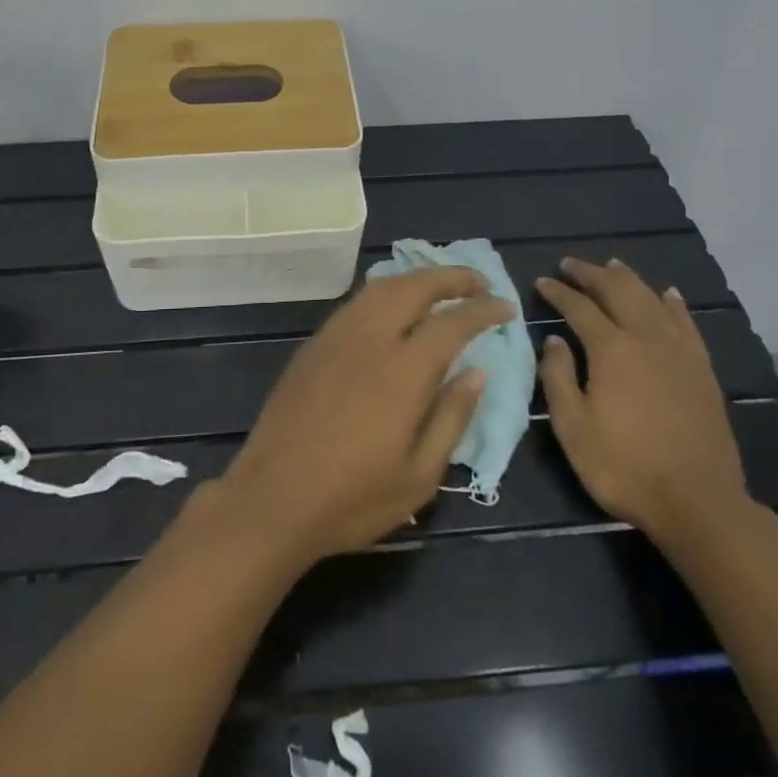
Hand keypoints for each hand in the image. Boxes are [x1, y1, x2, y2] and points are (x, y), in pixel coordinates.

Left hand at [219, 267, 510, 566]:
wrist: (272, 498)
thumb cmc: (352, 499)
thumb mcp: (419, 477)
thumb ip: (451, 417)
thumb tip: (477, 372)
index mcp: (402, 373)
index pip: (451, 323)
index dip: (482, 310)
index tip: (506, 308)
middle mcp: (369, 340)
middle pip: (414, 287)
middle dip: (451, 277)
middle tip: (479, 282)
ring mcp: (336, 337)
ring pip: (381, 287)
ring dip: (417, 278)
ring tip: (441, 286)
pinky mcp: (314, 344)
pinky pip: (357, 302)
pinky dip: (385, 291)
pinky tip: (394, 305)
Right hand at [535, 256, 749, 541]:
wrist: (699, 503)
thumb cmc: (624, 467)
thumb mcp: (573, 427)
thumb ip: (558, 377)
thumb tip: (554, 340)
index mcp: (611, 350)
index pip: (579, 307)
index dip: (558, 292)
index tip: (543, 281)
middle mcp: (646, 339)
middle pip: (618, 291)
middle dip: (591, 274)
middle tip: (571, 264)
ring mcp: (679, 352)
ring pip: (652, 299)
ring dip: (629, 279)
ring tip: (612, 265)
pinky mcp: (702, 369)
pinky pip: (686, 323)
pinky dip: (673, 303)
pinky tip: (667, 293)